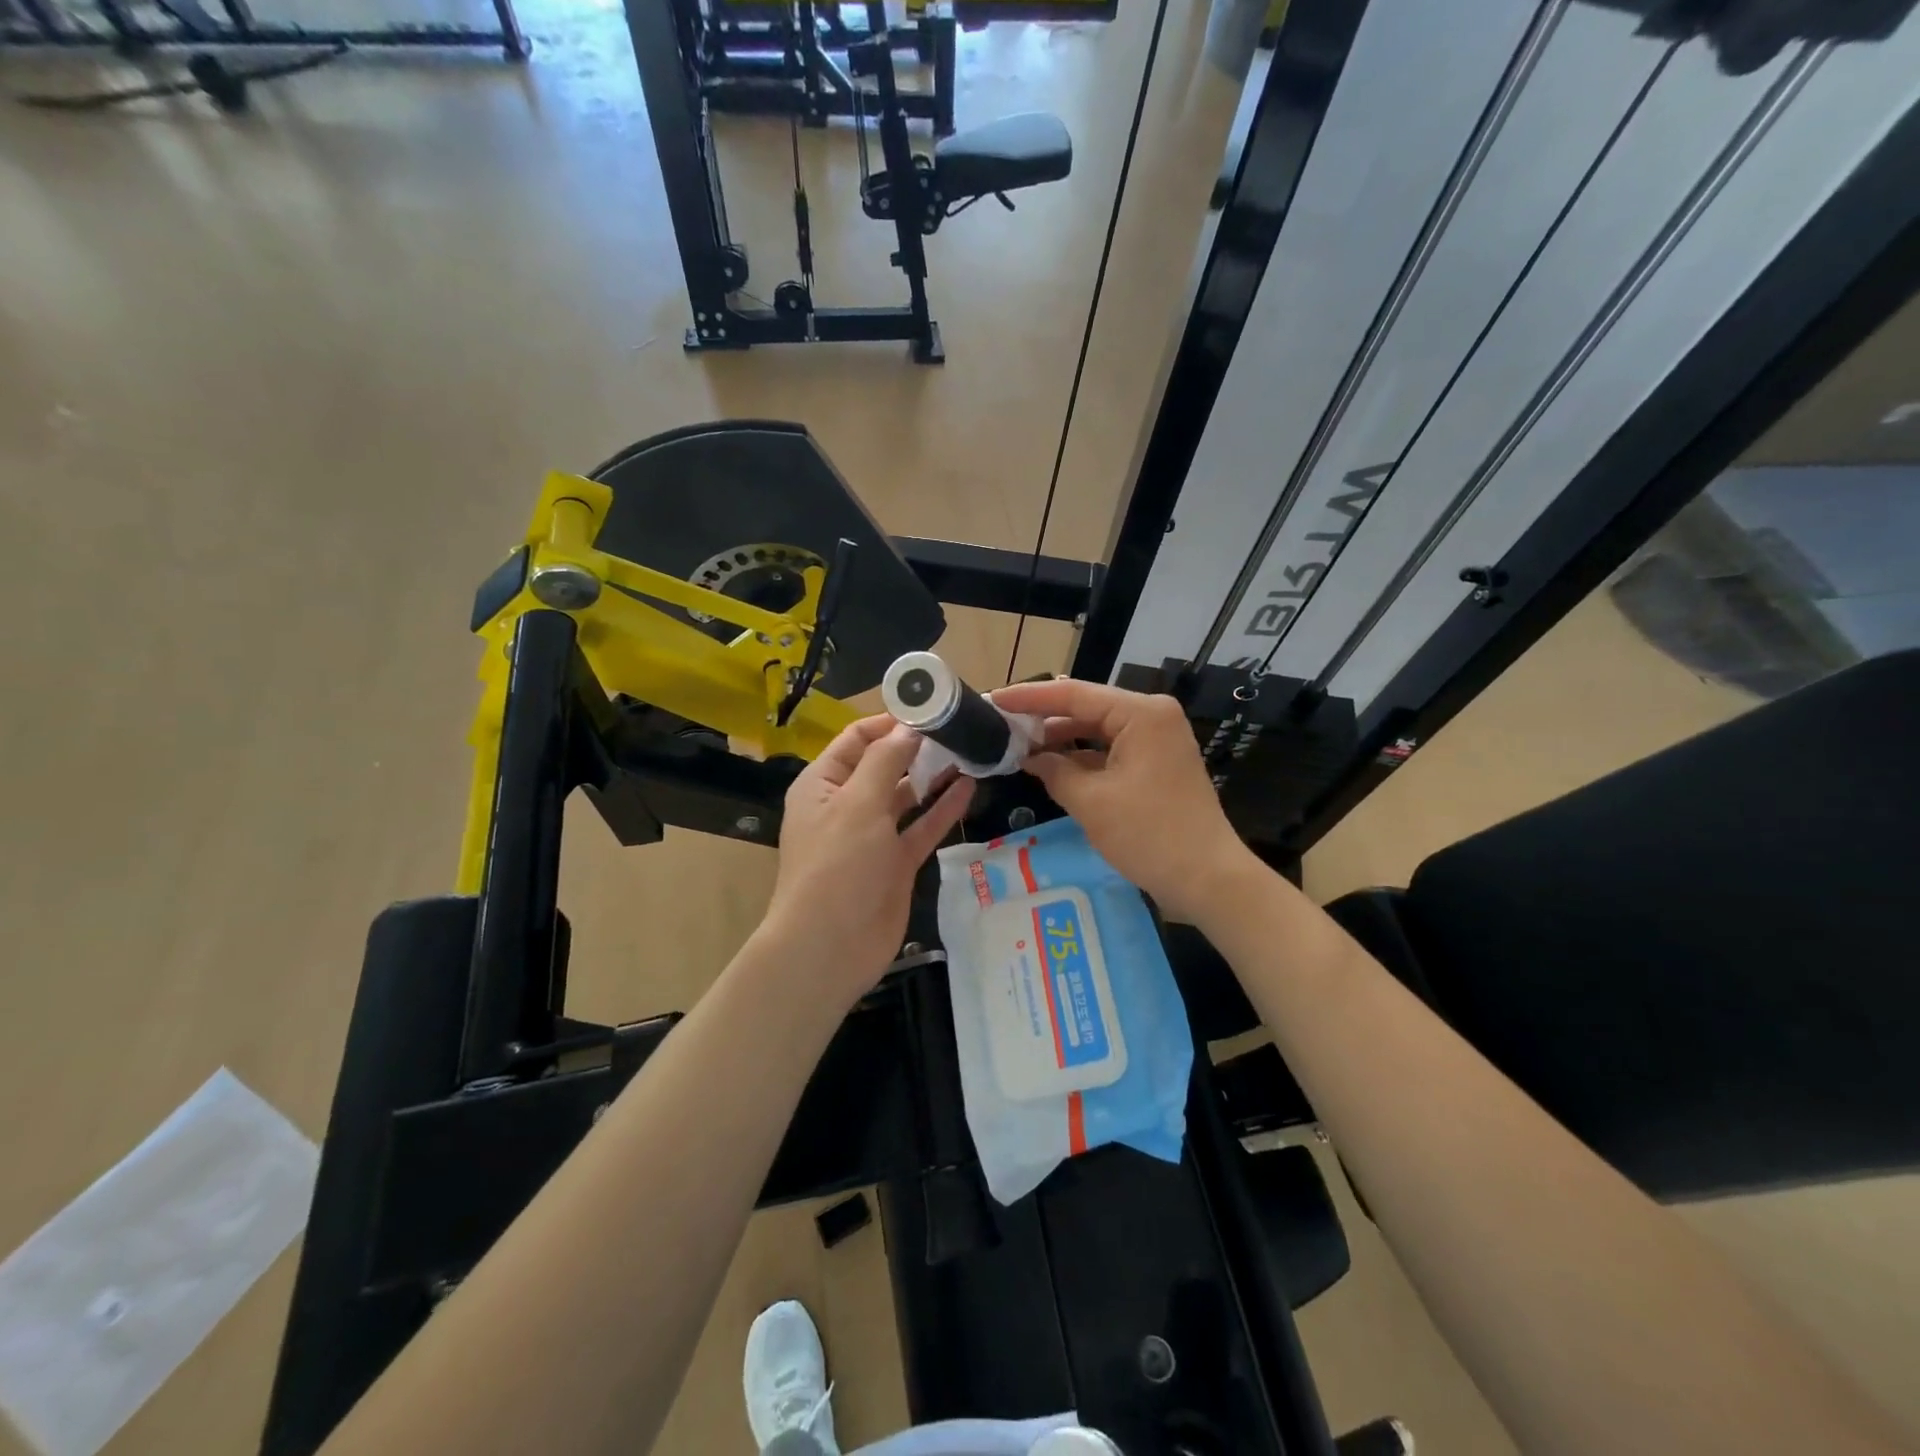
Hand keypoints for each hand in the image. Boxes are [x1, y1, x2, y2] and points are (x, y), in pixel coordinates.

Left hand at [764, 716, 973, 1006]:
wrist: (830, 947)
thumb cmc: (837, 865)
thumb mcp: (858, 804)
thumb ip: (886, 761)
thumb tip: (910, 726)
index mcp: (824, 784)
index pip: (857, 738)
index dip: (890, 722)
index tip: (931, 709)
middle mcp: (847, 804)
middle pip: (885, 764)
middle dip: (918, 747)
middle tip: (961, 728)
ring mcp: (873, 835)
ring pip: (907, 796)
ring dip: (934, 776)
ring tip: (971, 751)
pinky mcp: (896, 863)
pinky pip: (922, 827)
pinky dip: (943, 808)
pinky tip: (970, 787)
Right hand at [991, 678, 1255, 923]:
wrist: (1208, 879)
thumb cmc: (1149, 835)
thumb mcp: (1091, 802)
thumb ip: (1054, 771)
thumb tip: (1028, 756)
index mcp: (1140, 714)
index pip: (1074, 694)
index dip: (1029, 698)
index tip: (993, 699)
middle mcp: (1152, 716)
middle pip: (1087, 707)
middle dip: (1044, 717)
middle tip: (1000, 723)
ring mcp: (1157, 740)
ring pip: (1097, 729)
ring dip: (1061, 738)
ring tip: (1018, 744)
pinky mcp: (1156, 763)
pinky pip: (1111, 749)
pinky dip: (1082, 756)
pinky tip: (1051, 765)